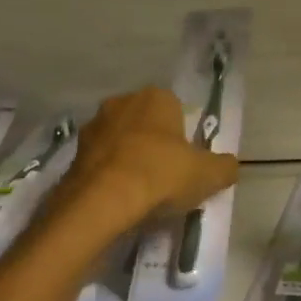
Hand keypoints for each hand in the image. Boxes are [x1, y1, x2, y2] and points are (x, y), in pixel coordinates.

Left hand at [54, 87, 239, 233]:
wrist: (100, 203)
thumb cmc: (160, 175)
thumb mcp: (208, 174)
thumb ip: (224, 167)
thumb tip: (228, 166)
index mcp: (156, 97)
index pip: (175, 110)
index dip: (182, 138)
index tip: (185, 164)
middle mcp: (122, 102)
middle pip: (145, 123)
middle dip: (153, 145)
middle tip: (164, 178)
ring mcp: (93, 127)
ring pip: (119, 142)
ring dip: (127, 160)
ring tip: (139, 194)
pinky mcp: (72, 154)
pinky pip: (99, 163)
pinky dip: (107, 177)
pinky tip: (117, 201)